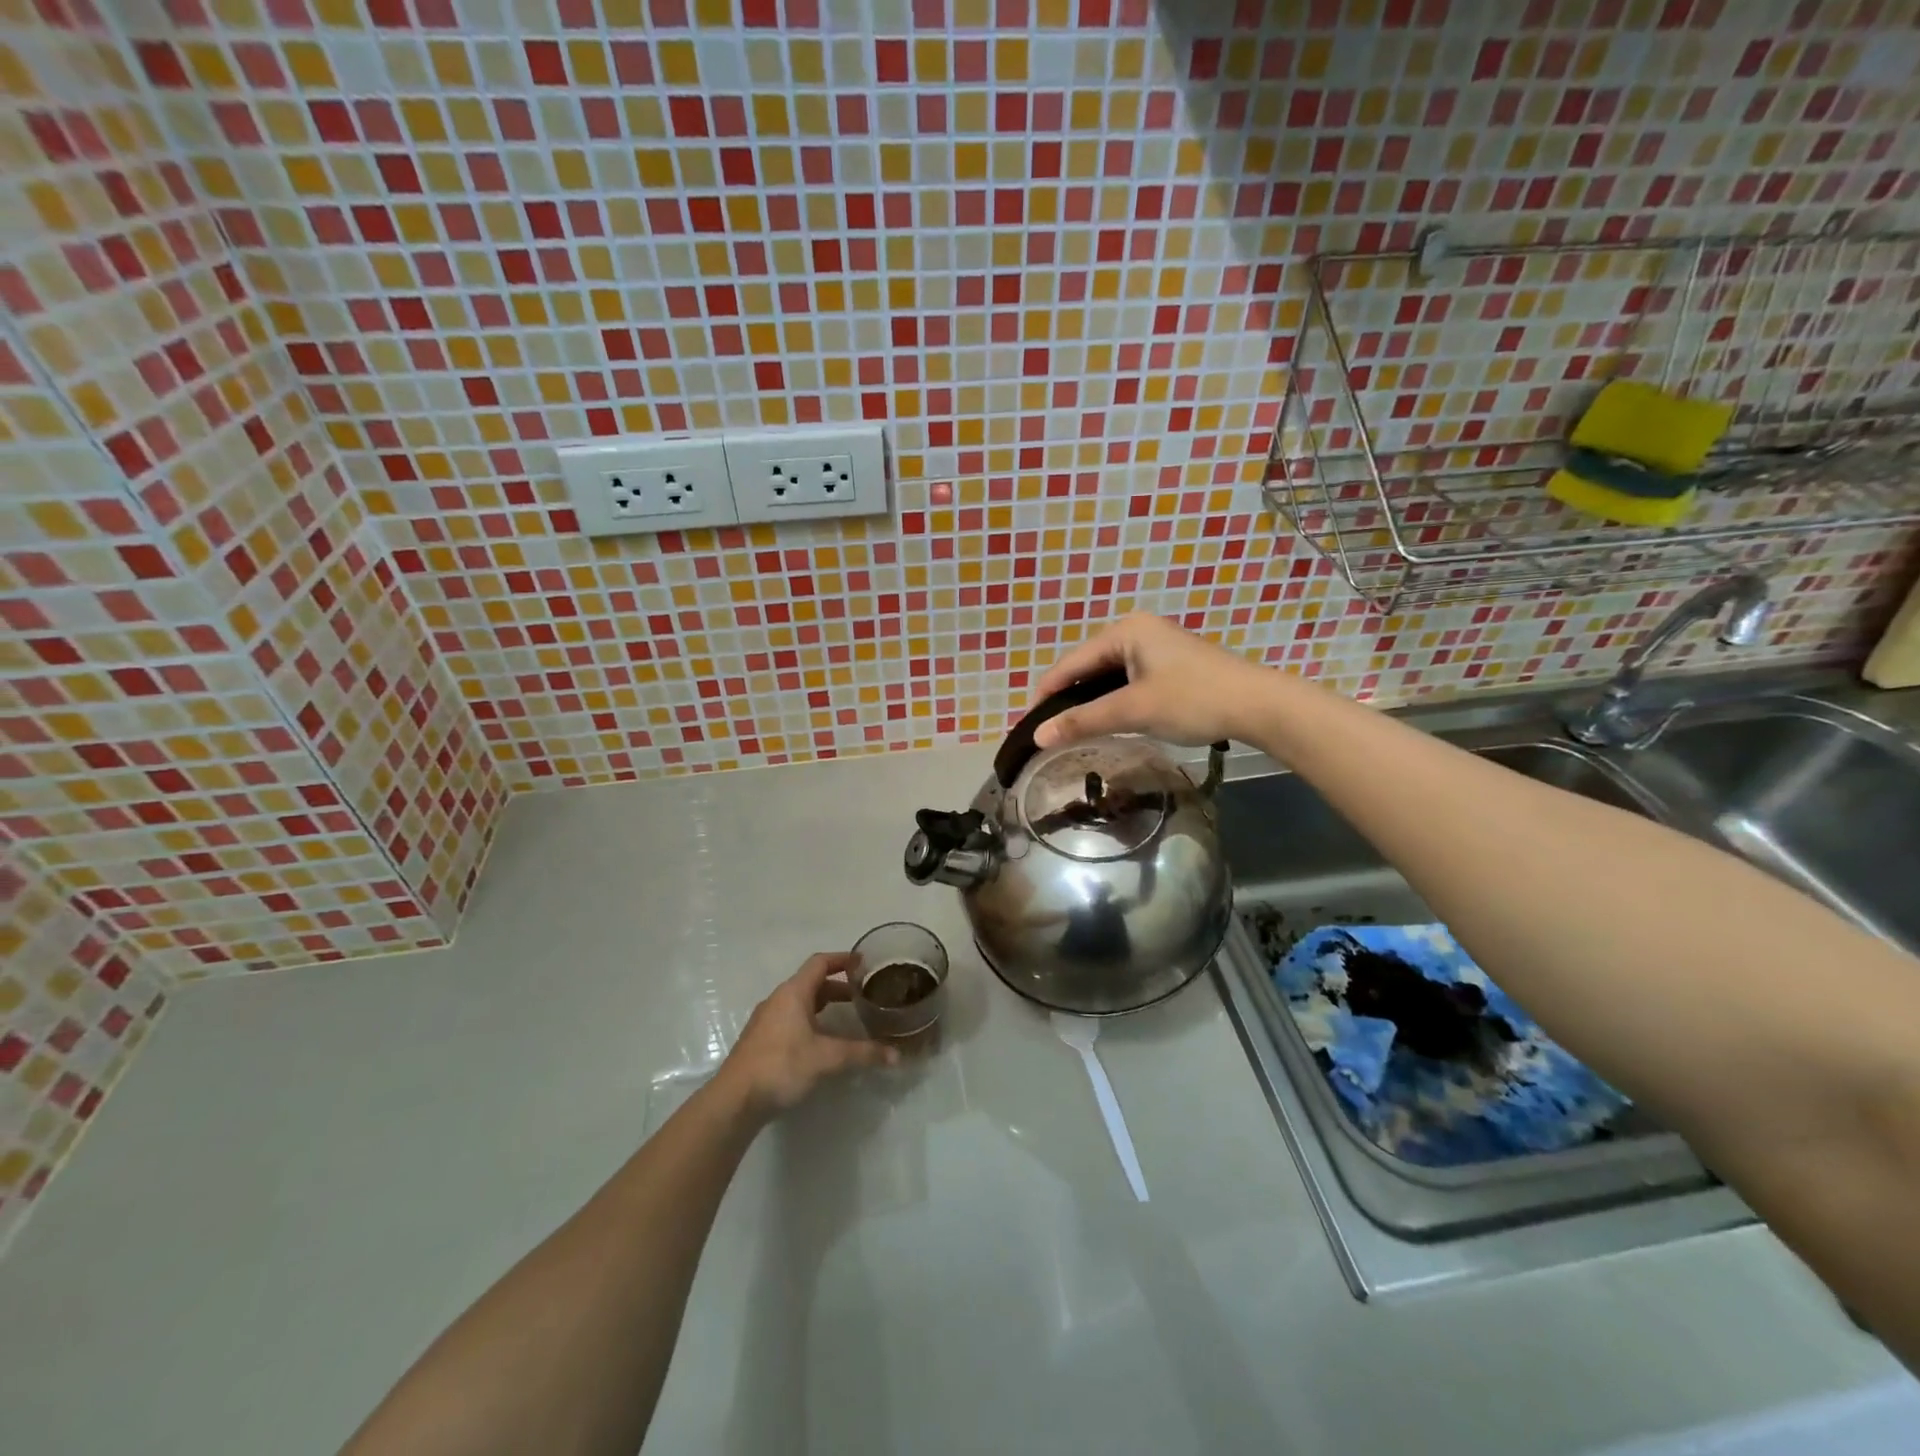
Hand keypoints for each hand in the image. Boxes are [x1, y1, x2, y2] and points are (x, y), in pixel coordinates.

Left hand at [719, 953, 898, 1119]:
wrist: (734, 1100)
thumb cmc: (781, 1066)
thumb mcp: (827, 1058)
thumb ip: (862, 1054)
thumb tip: (896, 1056)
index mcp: (793, 993)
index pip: (820, 963)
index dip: (842, 959)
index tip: (863, 963)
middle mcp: (778, 1000)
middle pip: (812, 983)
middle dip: (838, 987)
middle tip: (863, 995)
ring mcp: (767, 1020)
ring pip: (800, 1003)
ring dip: (824, 1005)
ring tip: (847, 1017)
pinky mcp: (761, 1041)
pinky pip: (791, 1019)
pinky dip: (811, 1020)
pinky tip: (822, 1042)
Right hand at [1031, 613, 1274, 749]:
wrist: (1258, 705)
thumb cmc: (1192, 700)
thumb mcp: (1133, 710)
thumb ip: (1083, 721)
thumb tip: (1038, 736)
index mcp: (1124, 631)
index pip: (1070, 662)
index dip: (1047, 693)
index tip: (1029, 724)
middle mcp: (1137, 630)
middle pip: (1087, 666)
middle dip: (1068, 697)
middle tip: (1050, 730)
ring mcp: (1156, 646)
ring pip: (1108, 675)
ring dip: (1091, 701)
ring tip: (1072, 729)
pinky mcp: (1170, 664)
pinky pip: (1127, 679)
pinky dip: (1113, 699)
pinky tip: (1107, 719)